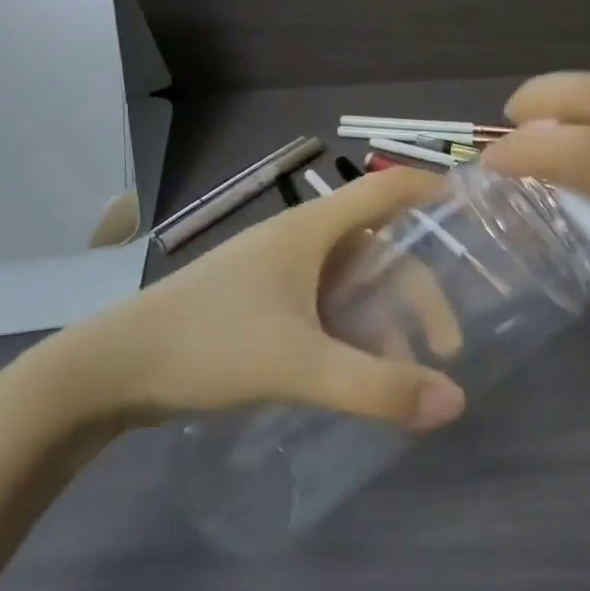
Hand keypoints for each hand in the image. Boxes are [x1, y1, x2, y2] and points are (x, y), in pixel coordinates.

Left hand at [39, 168, 467, 434]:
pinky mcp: (261, 301)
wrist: (109, 369)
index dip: (435, 190)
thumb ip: (376, 387)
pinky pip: (326, 304)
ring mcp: (277, 271)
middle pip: (380, 249)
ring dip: (386, 319)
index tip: (479, 214)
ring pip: (353, 281)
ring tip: (403, 372)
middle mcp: (300, 239)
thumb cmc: (207, 344)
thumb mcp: (298, 365)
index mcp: (312, 229)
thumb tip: (455, 402)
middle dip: (419, 292)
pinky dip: (353, 330)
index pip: (388, 188)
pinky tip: (356, 372)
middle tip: (446, 346)